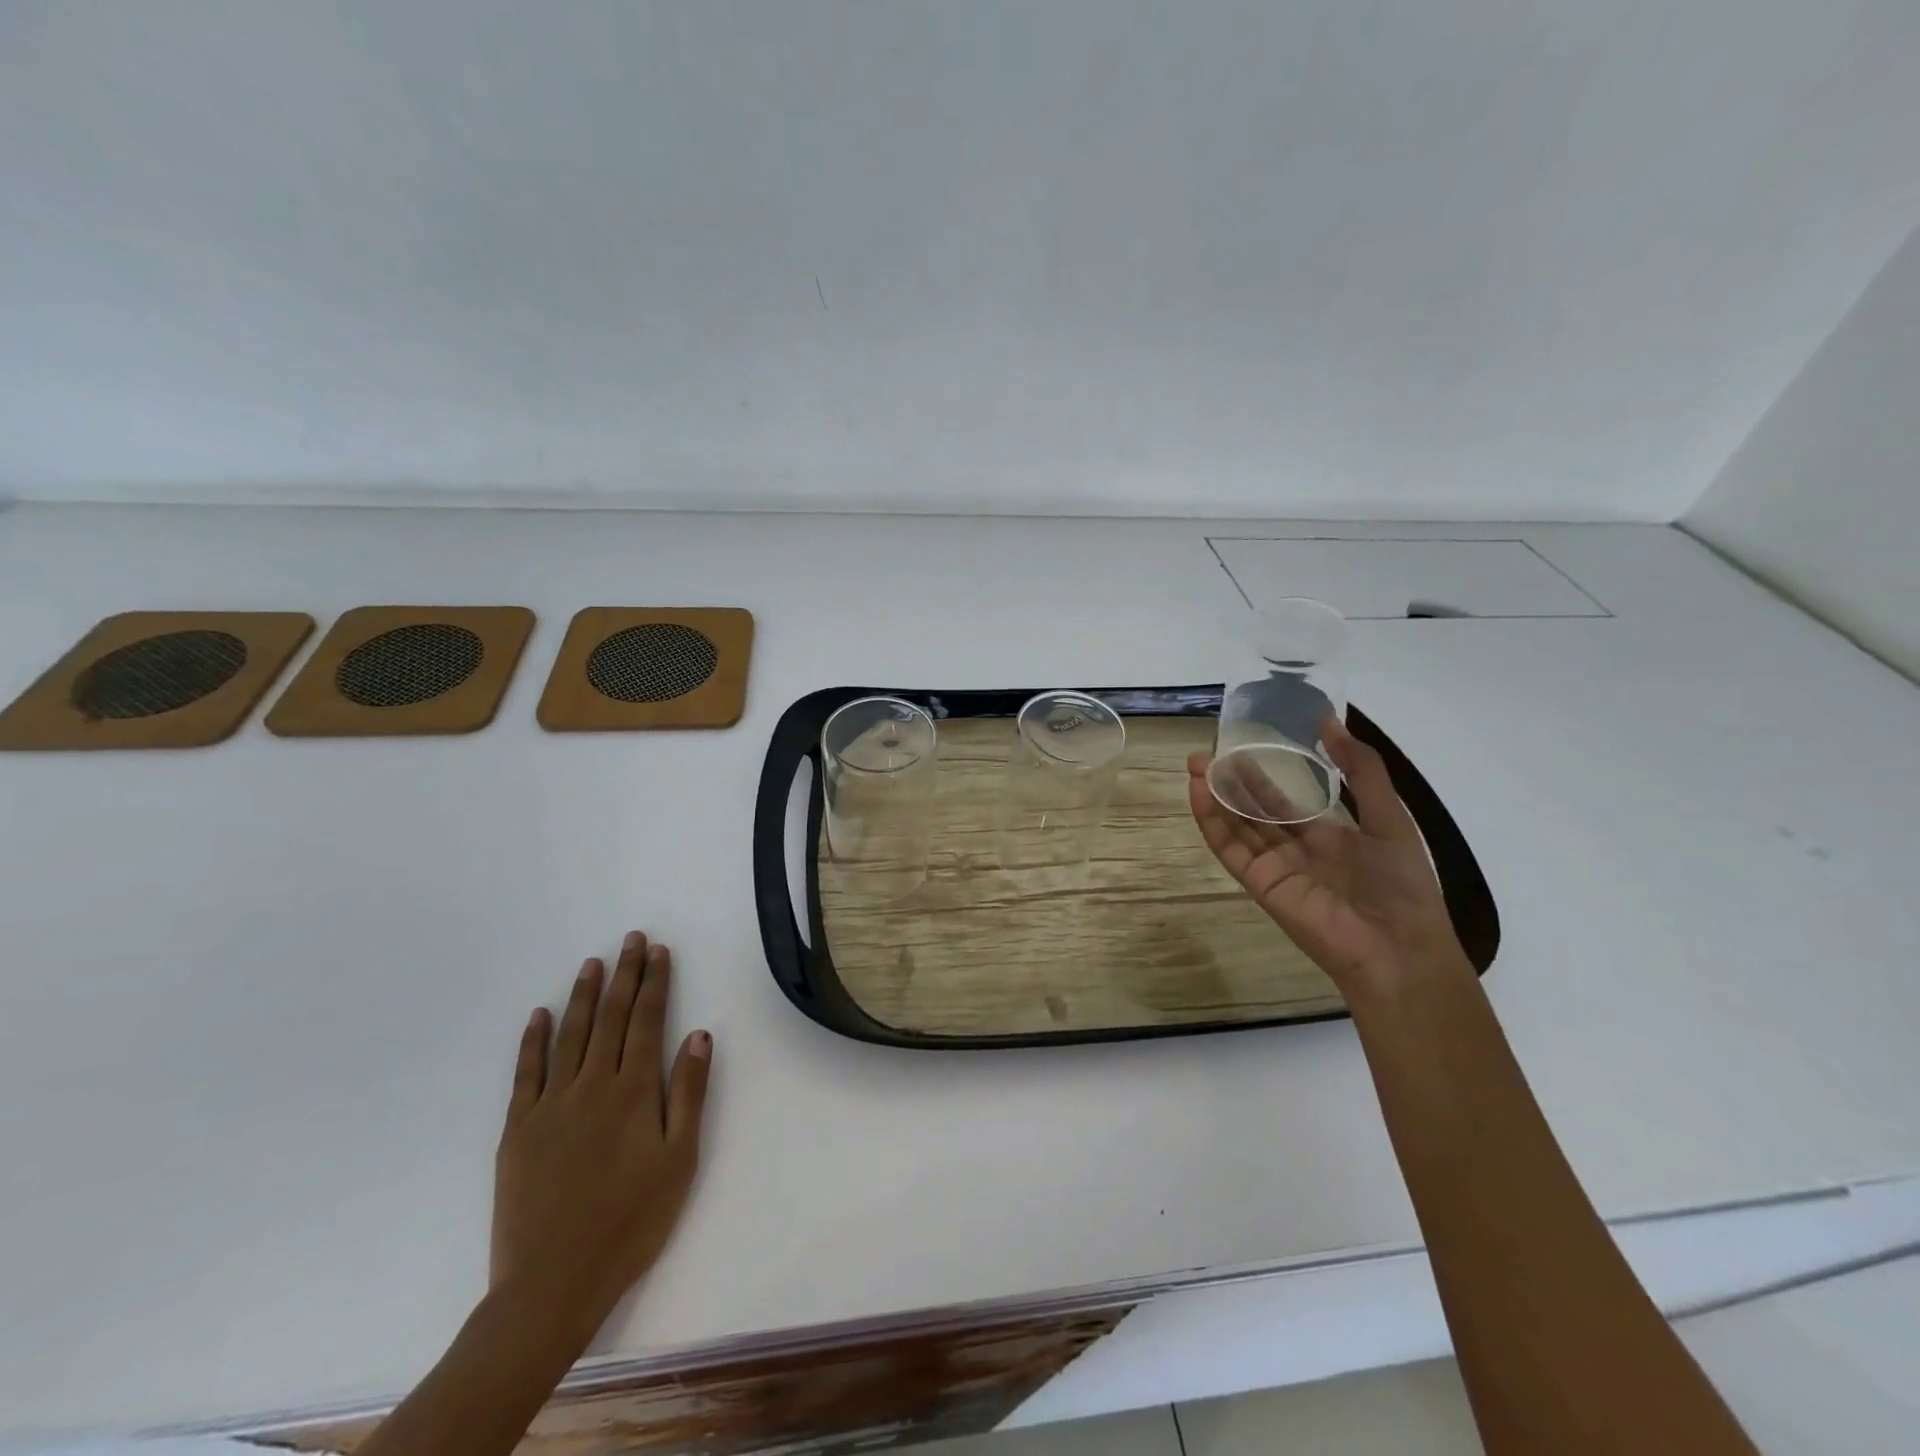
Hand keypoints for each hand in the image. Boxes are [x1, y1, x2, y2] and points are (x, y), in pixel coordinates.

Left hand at [491, 932, 712, 1335]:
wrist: (552, 1284)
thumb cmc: (631, 1222)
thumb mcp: (679, 1160)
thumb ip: (689, 1093)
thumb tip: (698, 1034)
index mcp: (634, 1091)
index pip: (647, 1021)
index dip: (655, 982)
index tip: (659, 951)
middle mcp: (592, 1085)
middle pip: (610, 1017)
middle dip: (624, 975)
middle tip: (631, 940)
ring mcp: (551, 1105)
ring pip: (570, 1035)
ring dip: (582, 995)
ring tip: (593, 963)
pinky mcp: (518, 1129)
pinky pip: (526, 1073)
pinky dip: (532, 1040)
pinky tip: (538, 1015)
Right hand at [1188, 718, 1469, 999]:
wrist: (1398, 950)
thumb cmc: (1401, 885)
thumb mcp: (1390, 817)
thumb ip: (1361, 770)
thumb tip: (1331, 722)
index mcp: (1328, 836)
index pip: (1283, 801)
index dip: (1260, 774)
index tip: (1240, 746)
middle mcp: (1295, 850)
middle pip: (1252, 810)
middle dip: (1228, 781)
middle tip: (1203, 754)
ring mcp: (1274, 867)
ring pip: (1236, 825)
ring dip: (1215, 796)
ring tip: (1196, 765)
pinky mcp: (1259, 882)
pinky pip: (1230, 849)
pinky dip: (1212, 822)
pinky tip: (1199, 793)